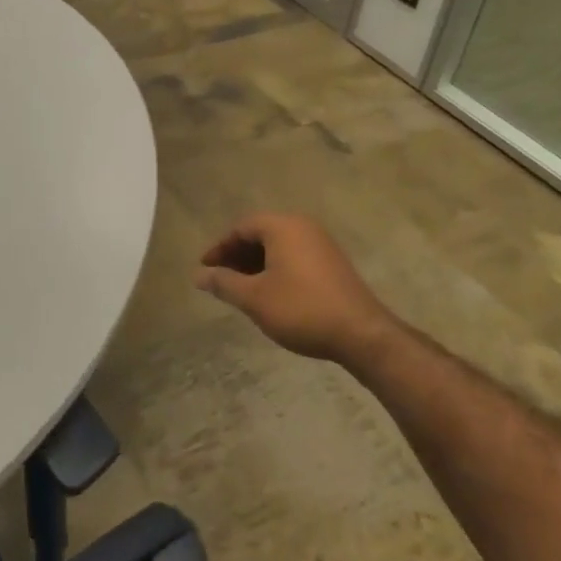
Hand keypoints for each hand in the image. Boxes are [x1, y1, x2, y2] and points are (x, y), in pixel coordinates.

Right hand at [195, 213, 400, 370]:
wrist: (361, 333)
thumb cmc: (301, 309)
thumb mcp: (254, 298)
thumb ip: (224, 283)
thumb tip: (199, 275)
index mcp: (283, 226)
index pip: (241, 227)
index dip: (219, 247)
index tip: (205, 269)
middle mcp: (303, 227)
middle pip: (260, 233)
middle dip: (236, 255)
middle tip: (220, 279)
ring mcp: (321, 244)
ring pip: (278, 247)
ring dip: (255, 264)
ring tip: (240, 289)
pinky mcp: (332, 263)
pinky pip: (294, 257)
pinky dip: (275, 269)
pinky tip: (268, 293)